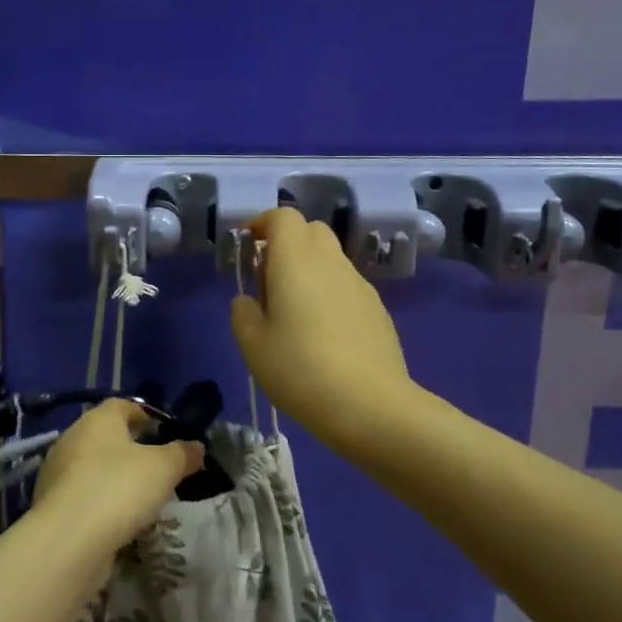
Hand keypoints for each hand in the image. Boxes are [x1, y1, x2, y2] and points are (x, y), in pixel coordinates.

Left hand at [32, 401, 203, 552]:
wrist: (67, 541)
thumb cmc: (119, 488)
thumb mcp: (164, 468)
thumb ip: (183, 454)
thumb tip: (196, 447)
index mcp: (97, 419)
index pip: (122, 405)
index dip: (146, 416)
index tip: (165, 434)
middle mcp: (72, 439)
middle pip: (107, 436)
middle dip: (132, 450)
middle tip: (159, 469)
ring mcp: (58, 473)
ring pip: (95, 467)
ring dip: (116, 478)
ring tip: (143, 499)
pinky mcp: (52, 505)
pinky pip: (84, 495)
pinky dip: (101, 502)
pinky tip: (119, 521)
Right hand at [229, 207, 415, 449]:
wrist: (370, 405)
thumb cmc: (300, 369)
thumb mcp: (253, 346)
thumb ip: (243, 314)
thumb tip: (249, 301)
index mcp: (296, 261)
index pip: (283, 217)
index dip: (263, 224)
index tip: (249, 246)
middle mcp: (331, 262)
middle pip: (311, 231)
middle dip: (288, 243)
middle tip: (268, 279)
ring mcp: (360, 285)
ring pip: (331, 259)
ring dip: (310, 269)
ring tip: (294, 311)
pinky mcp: (378, 309)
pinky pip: (347, 286)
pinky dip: (330, 293)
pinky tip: (324, 334)